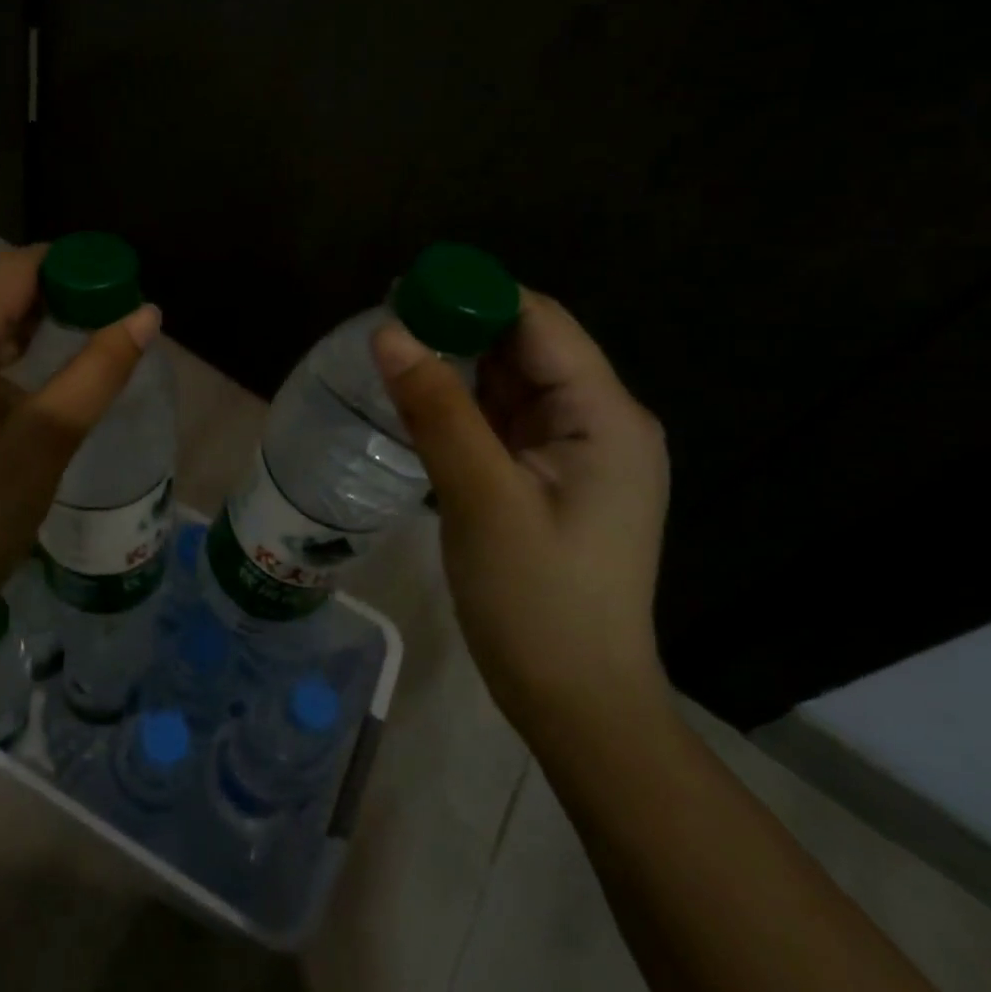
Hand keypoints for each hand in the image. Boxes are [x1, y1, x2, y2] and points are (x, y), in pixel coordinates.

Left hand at [0, 246, 161, 638]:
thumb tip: (148, 314)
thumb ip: (100, 369)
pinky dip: (5, 353)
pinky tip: (38, 382)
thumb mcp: (48, 438)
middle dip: (63, 300)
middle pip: (1, 287)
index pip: (24, 266)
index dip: (81, 271)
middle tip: (119, 330)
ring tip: (91, 352)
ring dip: (36, 329)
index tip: (130, 295)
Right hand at [373, 291, 669, 728]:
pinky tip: (418, 399)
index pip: (540, 323)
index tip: (404, 289)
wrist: (575, 702)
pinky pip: (502, 421)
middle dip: (460, 327)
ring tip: (391, 352)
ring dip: (457, 365)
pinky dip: (462, 405)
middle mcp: (600, 421)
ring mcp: (575, 452)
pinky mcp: (549, 478)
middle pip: (526, 347)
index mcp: (605, 416)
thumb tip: (389, 331)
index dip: (475, 294)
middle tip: (385, 322)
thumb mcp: (482, 497)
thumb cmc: (537, 601)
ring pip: (510, 384)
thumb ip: (437, 409)